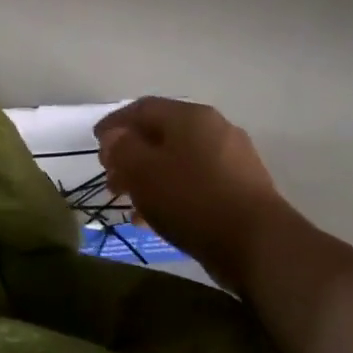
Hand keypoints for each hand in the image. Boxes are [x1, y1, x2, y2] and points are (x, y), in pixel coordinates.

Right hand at [96, 97, 281, 291]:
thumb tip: (116, 137)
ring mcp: (232, 160)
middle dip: (131, 156)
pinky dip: (171, 193)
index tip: (95, 144)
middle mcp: (214, 130)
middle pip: (161, 135)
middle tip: (111, 179)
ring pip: (178, 161)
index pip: (143, 108)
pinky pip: (195, 183)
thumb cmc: (191, 198)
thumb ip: (122, 148)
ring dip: (148, 178)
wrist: (256, 243)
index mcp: (190, 117)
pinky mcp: (241, 189)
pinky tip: (156, 218)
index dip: (114, 124)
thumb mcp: (143, 171)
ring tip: (129, 203)